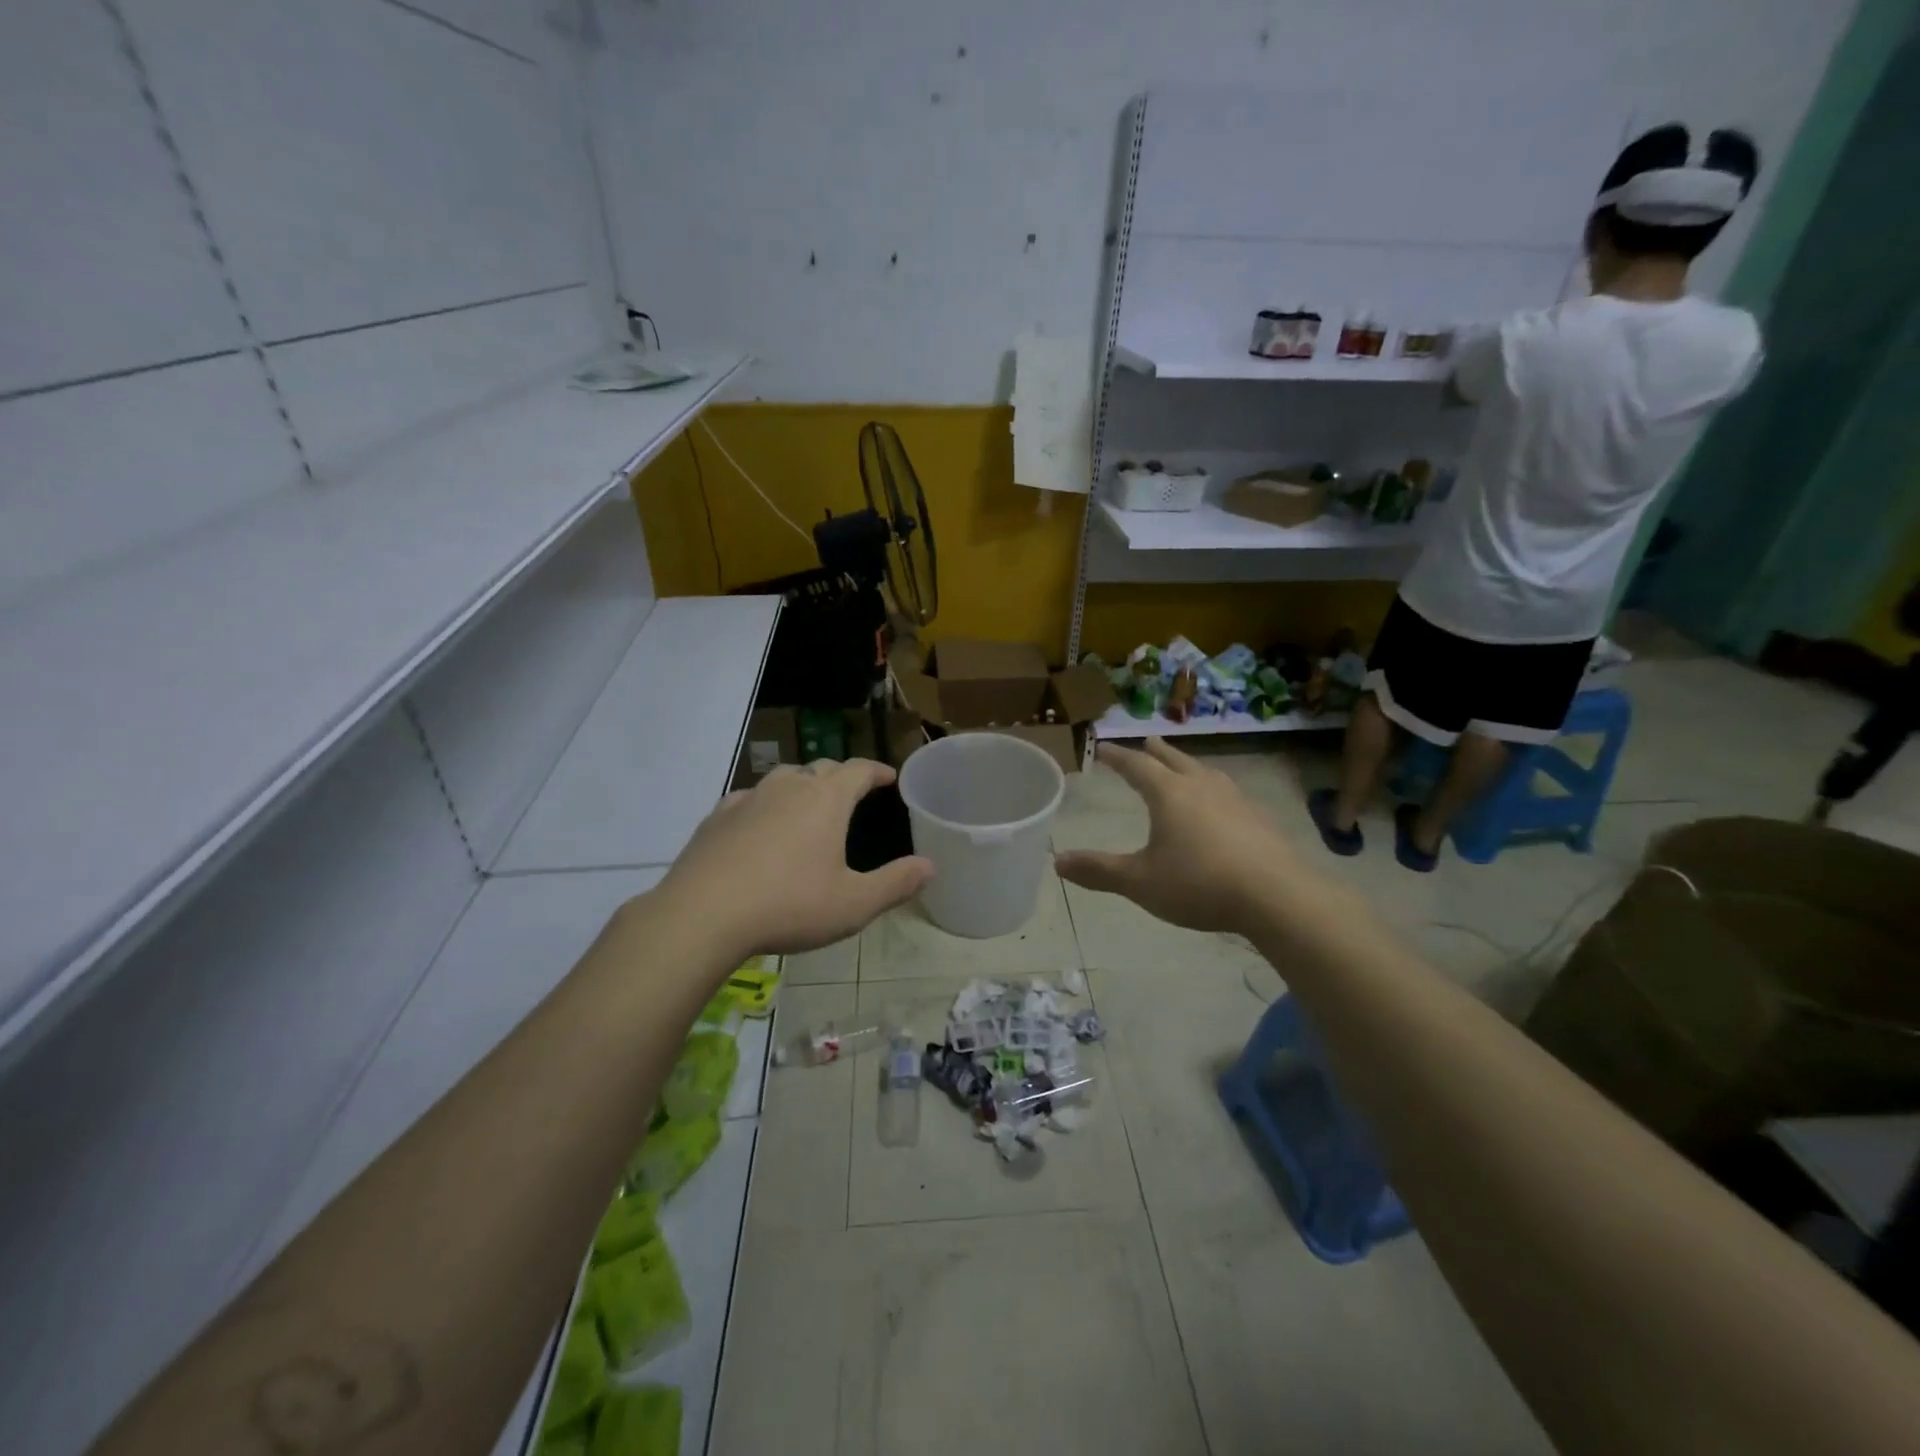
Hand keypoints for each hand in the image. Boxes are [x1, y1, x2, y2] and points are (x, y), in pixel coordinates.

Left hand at [655, 759, 932, 959]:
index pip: (858, 770)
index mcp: (826, 799)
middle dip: (841, 777)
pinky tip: (760, 826)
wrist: (702, 915)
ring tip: (808, 807)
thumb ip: (896, 884)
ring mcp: (749, 798)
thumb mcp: (853, 904)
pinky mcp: (717, 816)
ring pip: (783, 779)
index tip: (888, 777)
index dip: (876, 771)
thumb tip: (930, 866)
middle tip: (852, 793)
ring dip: (802, 786)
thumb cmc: (789, 906)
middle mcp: (789, 787)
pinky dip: (765, 805)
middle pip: (821, 768)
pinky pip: (750, 799)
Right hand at [1053, 739, 1312, 936]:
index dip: (1118, 757)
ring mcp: (1235, 800)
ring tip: (1184, 767)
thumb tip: (1057, 861)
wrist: (1275, 896)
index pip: (1137, 765)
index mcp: (1169, 794)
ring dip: (1188, 766)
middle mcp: (1202, 787)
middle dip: (1157, 752)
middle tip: (1146, 741)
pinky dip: (1214, 790)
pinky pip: (1229, 793)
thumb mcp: (1139, 881)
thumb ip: (1099, 870)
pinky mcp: (1259, 819)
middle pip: (1175, 760)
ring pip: (1206, 773)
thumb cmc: (1198, 883)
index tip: (1104, 748)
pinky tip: (1221, 806)